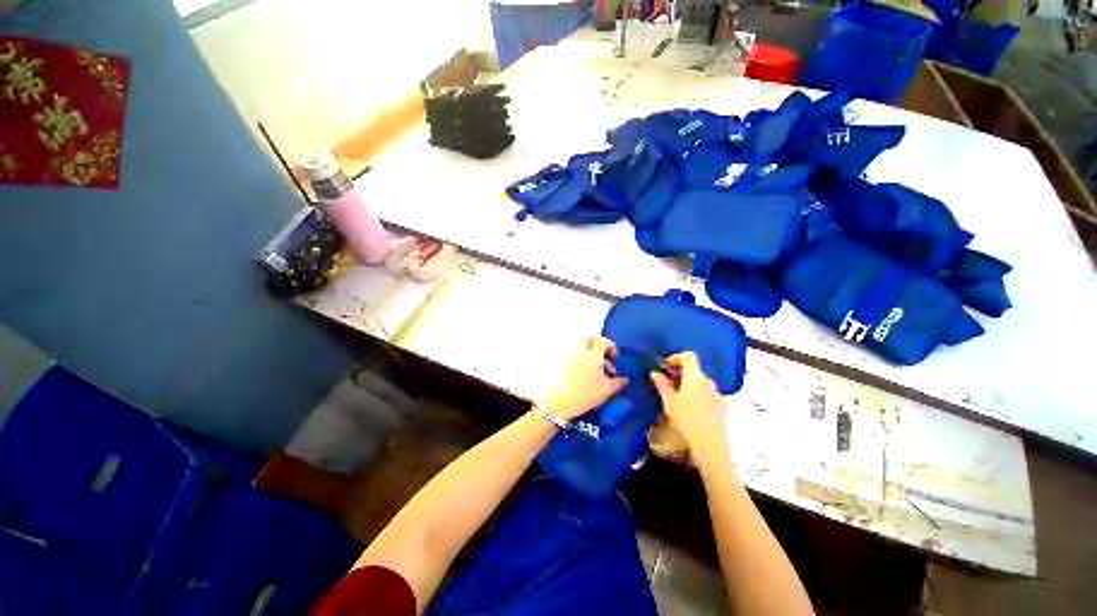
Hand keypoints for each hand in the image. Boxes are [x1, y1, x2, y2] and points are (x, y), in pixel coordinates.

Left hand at [542, 337, 627, 420]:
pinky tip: (590, 374)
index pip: (602, 342)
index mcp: (593, 355)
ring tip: (600, 371)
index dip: (611, 346)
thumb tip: (624, 379)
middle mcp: (581, 352)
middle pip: (589, 339)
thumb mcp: (608, 389)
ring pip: (584, 348)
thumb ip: (618, 382)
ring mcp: (572, 357)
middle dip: (599, 345)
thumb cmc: (588, 393)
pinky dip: (585, 360)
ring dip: (593, 354)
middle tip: (605, 355)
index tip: (615, 356)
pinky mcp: (567, 364)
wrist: (565, 401)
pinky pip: (578, 356)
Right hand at [650, 352, 728, 462]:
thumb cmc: (686, 419)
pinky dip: (697, 394)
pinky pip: (707, 393)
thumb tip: (655, 373)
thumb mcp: (669, 401)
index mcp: (695, 377)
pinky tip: (690, 408)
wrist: (709, 445)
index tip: (666, 366)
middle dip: (680, 372)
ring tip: (677, 396)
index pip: (689, 356)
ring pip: (700, 382)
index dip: (676, 357)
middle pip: (694, 369)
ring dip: (688, 384)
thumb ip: (662, 384)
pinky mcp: (721, 406)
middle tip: (667, 382)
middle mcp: (708, 381)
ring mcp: (717, 393)